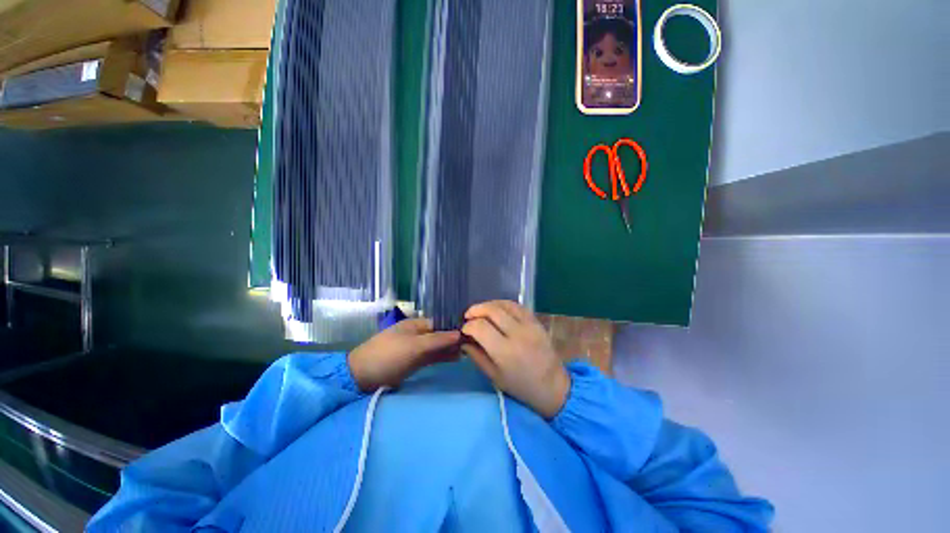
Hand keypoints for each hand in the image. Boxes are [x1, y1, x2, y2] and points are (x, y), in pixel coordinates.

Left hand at [348, 318, 460, 391]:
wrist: (362, 377)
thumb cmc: (389, 355)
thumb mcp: (414, 346)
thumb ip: (438, 340)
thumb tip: (460, 333)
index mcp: (415, 324)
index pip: (439, 323)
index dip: (454, 328)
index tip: (471, 333)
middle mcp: (417, 334)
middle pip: (439, 334)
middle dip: (454, 339)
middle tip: (473, 344)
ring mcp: (415, 348)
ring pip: (437, 346)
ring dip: (450, 349)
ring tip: (468, 352)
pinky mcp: (414, 362)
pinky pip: (432, 357)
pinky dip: (443, 357)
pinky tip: (456, 358)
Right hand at [462, 301, 569, 418]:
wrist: (553, 386)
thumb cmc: (521, 386)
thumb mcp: (495, 377)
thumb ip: (477, 357)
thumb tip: (464, 341)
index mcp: (505, 351)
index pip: (480, 327)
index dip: (468, 326)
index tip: (464, 330)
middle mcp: (517, 333)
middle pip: (492, 310)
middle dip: (476, 310)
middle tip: (468, 315)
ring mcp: (529, 325)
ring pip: (505, 304)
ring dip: (489, 304)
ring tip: (481, 310)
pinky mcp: (537, 321)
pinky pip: (518, 306)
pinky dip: (504, 304)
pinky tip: (497, 309)